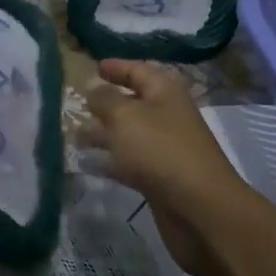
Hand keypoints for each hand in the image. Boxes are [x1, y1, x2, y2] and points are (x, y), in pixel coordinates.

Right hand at [84, 60, 253, 275]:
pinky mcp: (160, 177)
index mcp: (164, 91)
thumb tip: (93, 89)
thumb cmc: (160, 150)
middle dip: (105, 102)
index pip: (138, 70)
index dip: (117, 67)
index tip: (94, 67)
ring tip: (75, 135)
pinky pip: (130, 161)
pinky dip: (110, 159)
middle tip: (77, 104)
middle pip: (133, 102)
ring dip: (103, 133)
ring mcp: (165, 148)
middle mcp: (167, 115)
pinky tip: (87, 163)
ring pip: (129, 133)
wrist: (199, 208)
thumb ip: (104, 99)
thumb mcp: (125, 116)